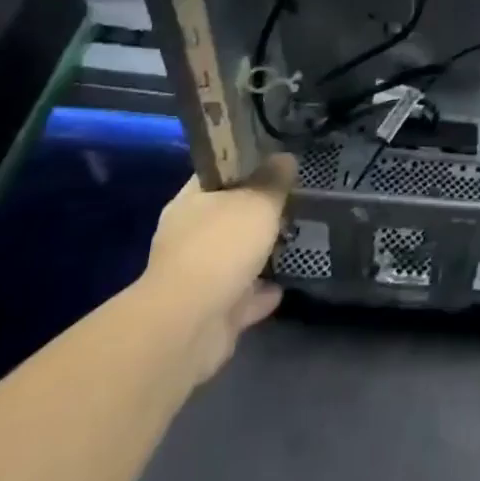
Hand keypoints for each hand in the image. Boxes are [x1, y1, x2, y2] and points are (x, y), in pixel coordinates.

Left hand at [141, 155, 294, 380]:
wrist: (190, 323)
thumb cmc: (221, 247)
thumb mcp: (258, 202)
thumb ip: (274, 180)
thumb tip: (284, 157)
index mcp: (191, 203)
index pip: (218, 174)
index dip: (246, 165)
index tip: (276, 162)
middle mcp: (188, 237)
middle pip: (227, 216)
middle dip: (255, 213)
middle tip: (291, 203)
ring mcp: (196, 276)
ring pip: (233, 258)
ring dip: (257, 254)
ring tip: (291, 243)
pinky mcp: (209, 311)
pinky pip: (241, 296)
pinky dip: (259, 292)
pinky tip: (283, 287)